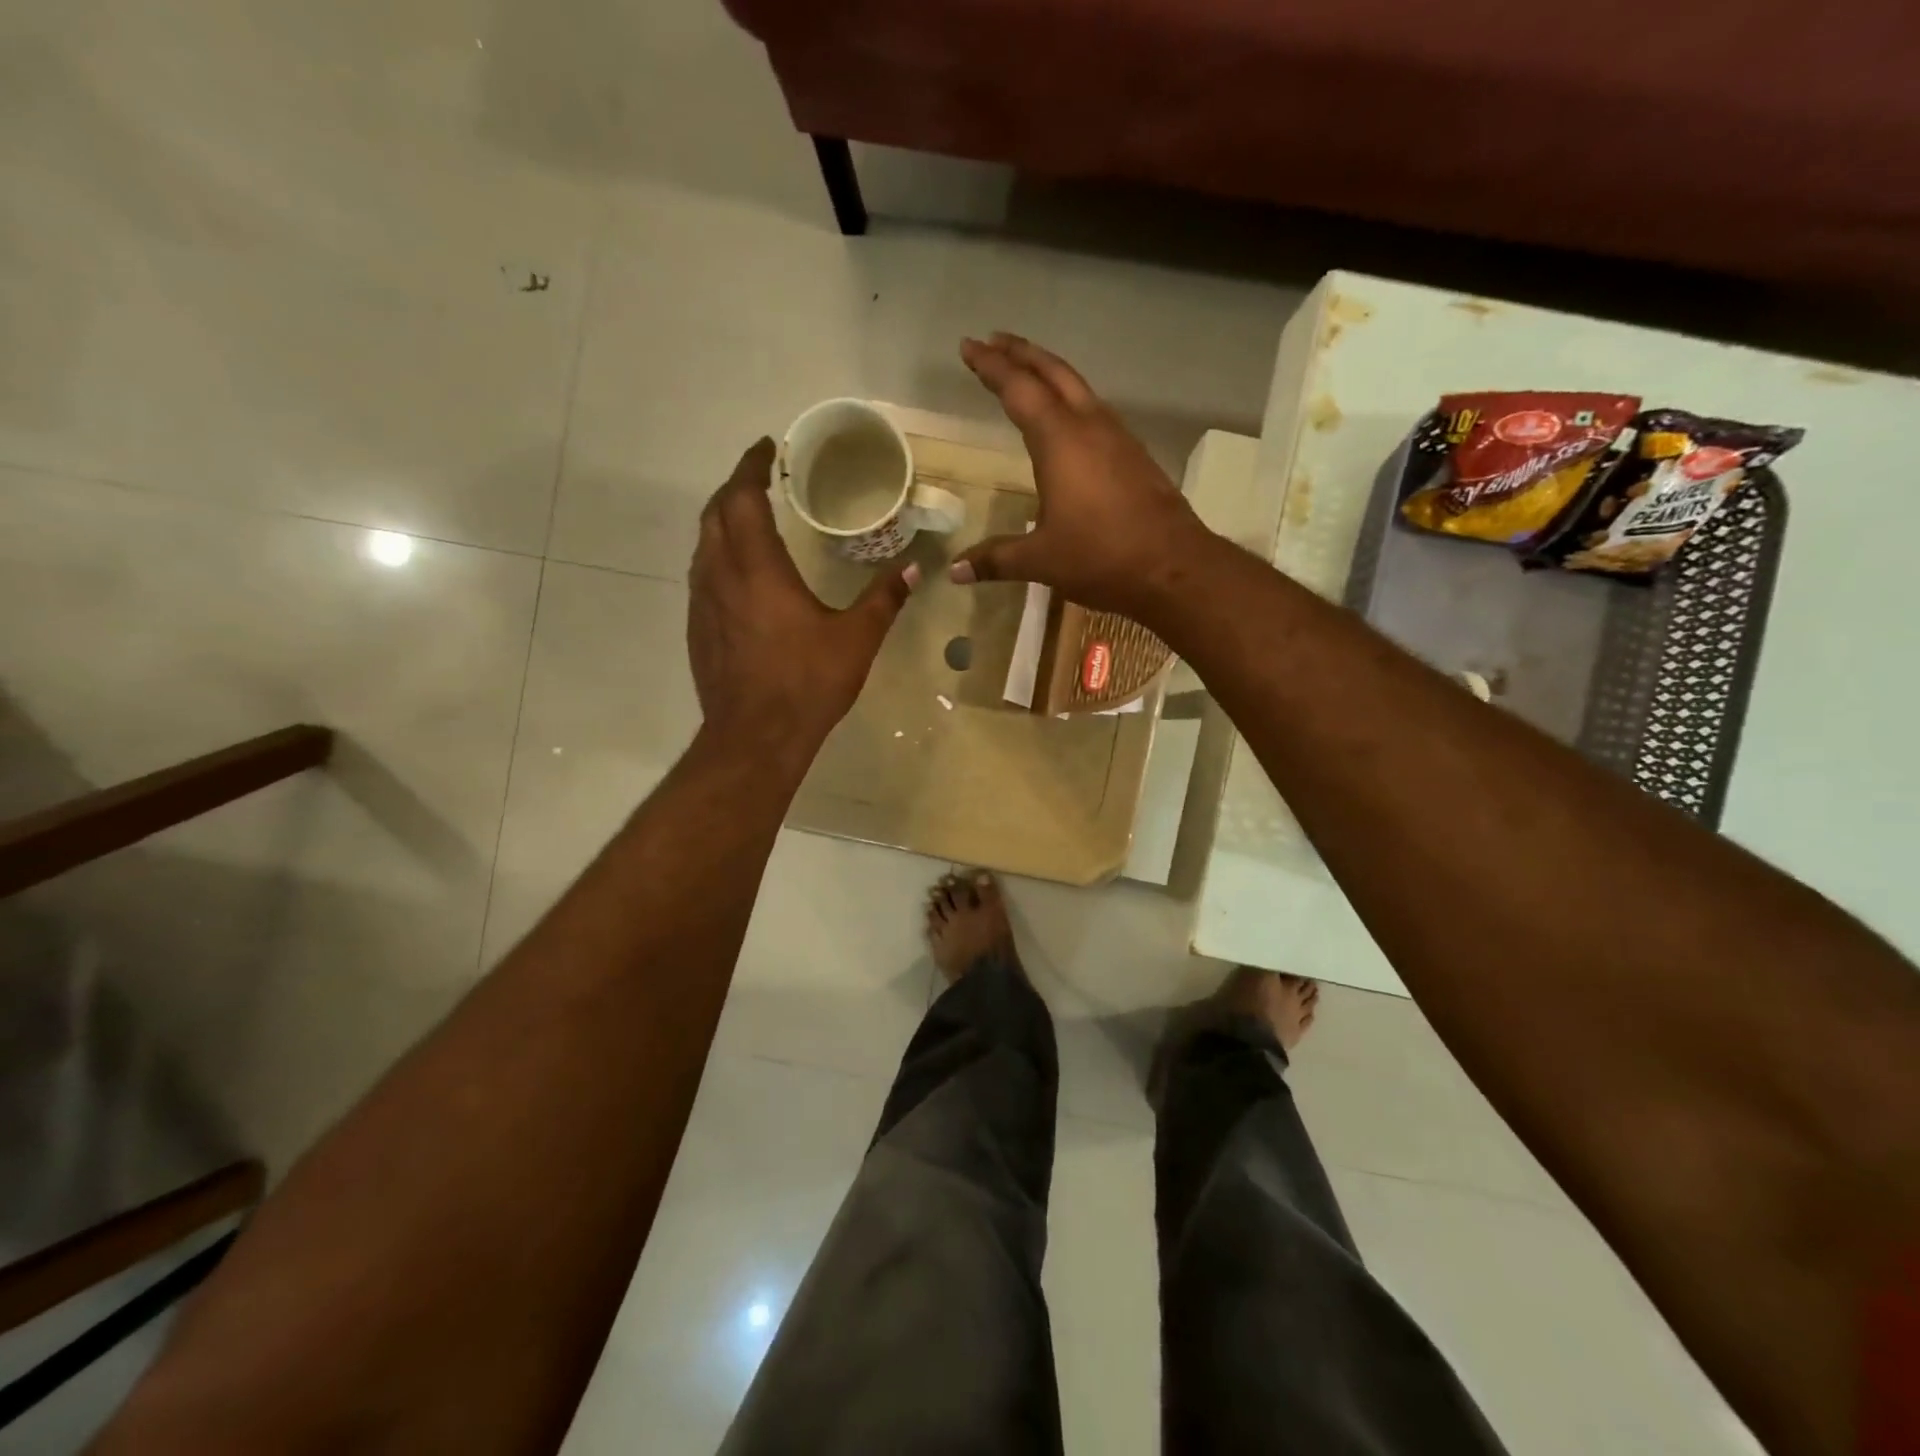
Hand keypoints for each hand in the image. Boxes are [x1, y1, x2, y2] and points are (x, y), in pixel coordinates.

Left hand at [688, 439, 916, 759]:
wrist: (754, 737)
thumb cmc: (807, 683)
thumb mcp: (856, 640)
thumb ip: (884, 599)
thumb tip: (913, 568)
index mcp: (759, 569)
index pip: (742, 499)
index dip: (750, 467)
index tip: (764, 449)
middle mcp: (721, 576)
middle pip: (714, 514)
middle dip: (733, 488)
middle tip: (758, 479)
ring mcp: (702, 604)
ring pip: (703, 545)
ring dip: (721, 522)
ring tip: (747, 518)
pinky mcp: (698, 629)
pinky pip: (701, 575)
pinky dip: (717, 556)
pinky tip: (738, 573)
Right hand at [950, 333, 1210, 618]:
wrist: (1173, 567)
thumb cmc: (1101, 557)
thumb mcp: (1041, 561)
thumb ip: (995, 559)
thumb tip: (955, 571)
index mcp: (1060, 441)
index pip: (1018, 389)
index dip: (991, 366)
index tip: (969, 347)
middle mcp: (1090, 426)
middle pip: (1053, 373)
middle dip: (1021, 353)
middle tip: (993, 340)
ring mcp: (1118, 438)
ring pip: (1079, 387)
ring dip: (1050, 372)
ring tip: (1027, 371)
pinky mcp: (1135, 455)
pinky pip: (1096, 411)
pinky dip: (1072, 399)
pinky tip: (1068, 419)